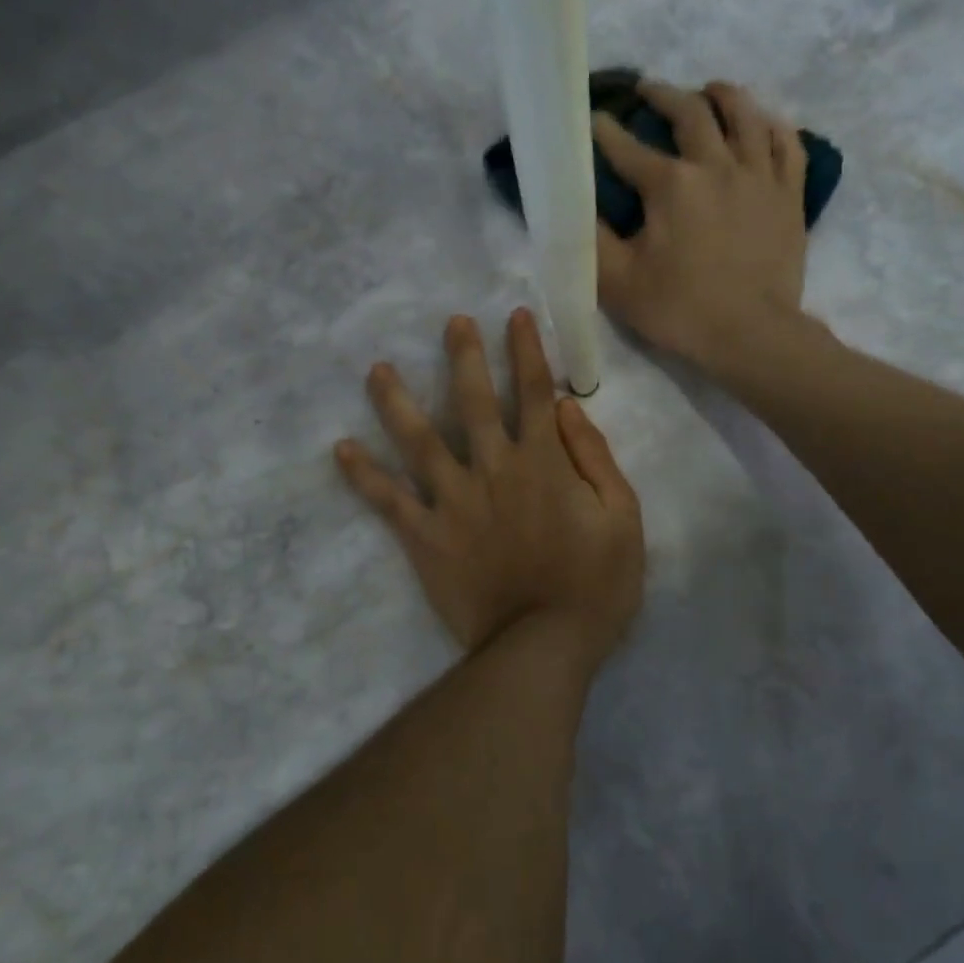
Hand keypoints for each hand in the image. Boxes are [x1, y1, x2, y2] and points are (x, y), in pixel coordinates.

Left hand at [335, 309, 644, 672]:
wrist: (543, 646)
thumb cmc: (595, 585)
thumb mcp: (623, 518)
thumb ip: (596, 458)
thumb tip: (566, 409)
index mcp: (542, 463)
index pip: (533, 392)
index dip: (526, 350)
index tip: (515, 316)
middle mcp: (493, 468)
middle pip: (473, 401)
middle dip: (464, 356)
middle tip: (451, 322)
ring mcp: (453, 500)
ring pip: (418, 440)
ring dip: (397, 400)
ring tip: (377, 369)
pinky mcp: (424, 535)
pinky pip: (388, 500)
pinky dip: (363, 475)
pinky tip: (341, 449)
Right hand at [594, 79, 810, 373]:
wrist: (751, 335)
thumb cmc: (678, 309)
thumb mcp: (616, 280)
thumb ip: (590, 238)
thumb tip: (573, 204)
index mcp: (671, 185)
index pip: (627, 148)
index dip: (605, 131)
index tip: (593, 119)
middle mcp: (716, 165)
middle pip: (690, 113)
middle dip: (662, 96)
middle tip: (647, 91)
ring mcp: (759, 176)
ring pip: (745, 115)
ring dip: (723, 96)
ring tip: (709, 90)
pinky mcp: (789, 194)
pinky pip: (787, 144)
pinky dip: (772, 126)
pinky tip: (762, 124)